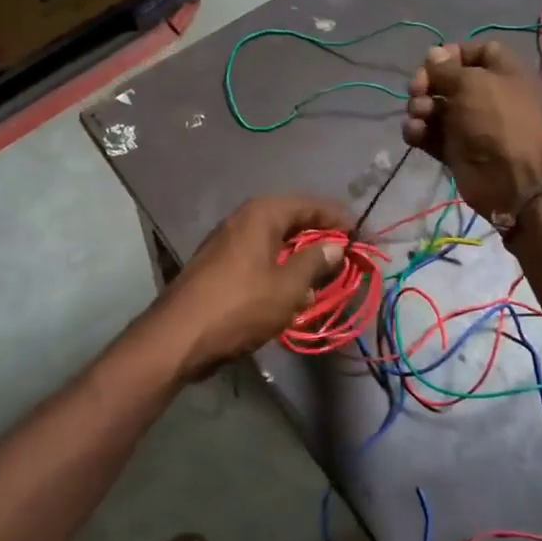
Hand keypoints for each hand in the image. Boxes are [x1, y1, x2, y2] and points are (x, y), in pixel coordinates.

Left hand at [152, 195, 351, 378]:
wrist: (180, 336)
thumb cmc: (240, 306)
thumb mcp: (287, 287)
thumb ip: (315, 263)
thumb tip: (335, 246)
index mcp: (261, 214)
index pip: (310, 204)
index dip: (338, 218)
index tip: (362, 234)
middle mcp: (243, 219)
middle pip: (291, 219)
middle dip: (320, 236)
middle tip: (346, 254)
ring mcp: (227, 242)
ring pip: (275, 240)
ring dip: (300, 254)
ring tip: (325, 273)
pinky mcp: (219, 265)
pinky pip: (260, 257)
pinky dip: (280, 267)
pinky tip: (293, 288)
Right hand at [403, 41, 541, 219]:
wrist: (515, 182)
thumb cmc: (499, 122)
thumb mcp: (474, 84)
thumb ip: (447, 69)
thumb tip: (433, 53)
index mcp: (504, 73)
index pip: (477, 52)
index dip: (453, 54)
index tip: (433, 61)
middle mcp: (487, 96)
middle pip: (449, 80)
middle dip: (428, 82)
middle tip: (417, 90)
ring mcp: (470, 125)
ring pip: (435, 108)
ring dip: (420, 107)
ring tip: (419, 115)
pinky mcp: (455, 151)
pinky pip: (431, 135)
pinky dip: (419, 132)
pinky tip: (415, 133)